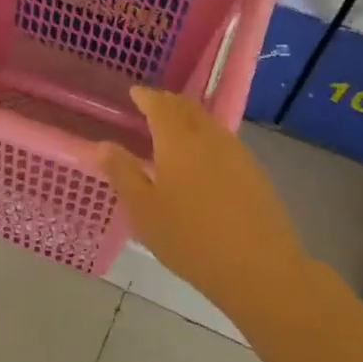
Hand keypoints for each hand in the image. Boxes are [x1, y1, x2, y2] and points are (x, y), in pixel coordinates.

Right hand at [95, 87, 305, 303]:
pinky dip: (205, 137)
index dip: (146, 97)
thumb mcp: (143, 210)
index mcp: (178, 141)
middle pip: (188, 109)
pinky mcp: (254, 173)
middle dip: (168, 103)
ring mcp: (237, 154)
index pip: (160, 106)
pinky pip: (223, 142)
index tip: (134, 93)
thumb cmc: (189, 238)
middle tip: (151, 106)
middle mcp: (209, 138)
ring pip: (208, 124)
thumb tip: (103, 145)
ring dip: (189, 118)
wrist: (259, 268)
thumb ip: (122, 173)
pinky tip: (201, 158)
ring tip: (173, 129)